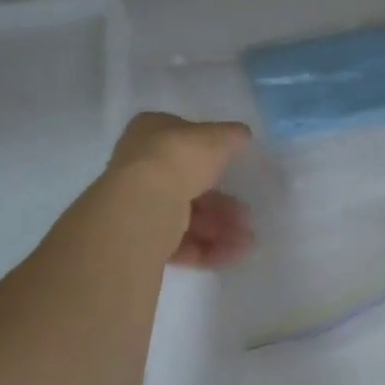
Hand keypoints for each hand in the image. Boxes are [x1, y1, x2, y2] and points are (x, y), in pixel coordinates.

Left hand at [105, 112, 254, 268]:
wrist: (143, 204)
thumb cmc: (179, 158)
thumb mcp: (217, 137)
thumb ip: (232, 136)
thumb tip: (242, 135)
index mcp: (150, 131)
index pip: (183, 140)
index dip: (211, 154)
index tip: (235, 169)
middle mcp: (139, 165)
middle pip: (187, 184)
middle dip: (222, 203)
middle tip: (247, 215)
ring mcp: (138, 203)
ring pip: (185, 216)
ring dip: (219, 228)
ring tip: (246, 241)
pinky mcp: (139, 237)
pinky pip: (178, 242)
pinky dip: (206, 248)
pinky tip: (232, 253)